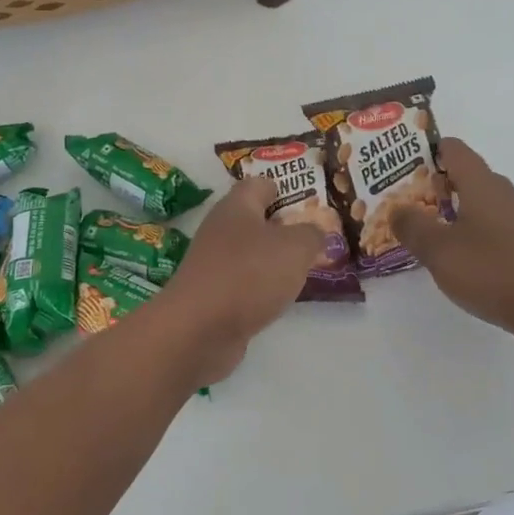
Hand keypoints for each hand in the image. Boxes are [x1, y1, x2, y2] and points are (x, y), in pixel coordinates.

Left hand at [158, 176, 324, 383]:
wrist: (198, 330)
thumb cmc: (248, 274)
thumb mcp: (295, 248)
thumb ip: (311, 235)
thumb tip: (314, 232)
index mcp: (237, 206)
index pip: (260, 184)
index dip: (285, 188)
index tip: (310, 201)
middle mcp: (221, 230)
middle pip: (255, 219)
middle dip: (284, 227)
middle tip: (316, 237)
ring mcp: (213, 264)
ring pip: (251, 253)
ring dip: (274, 260)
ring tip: (305, 268)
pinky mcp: (212, 296)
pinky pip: (244, 283)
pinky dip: (262, 287)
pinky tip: (280, 298)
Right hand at [391, 138, 513, 351]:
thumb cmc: (491, 270)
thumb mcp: (438, 250)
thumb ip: (412, 226)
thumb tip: (398, 209)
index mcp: (483, 184)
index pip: (455, 149)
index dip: (429, 152)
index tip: (405, 167)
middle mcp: (507, 194)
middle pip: (470, 177)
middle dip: (440, 187)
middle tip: (412, 205)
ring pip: (486, 205)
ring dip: (460, 214)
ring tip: (435, 236)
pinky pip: (500, 230)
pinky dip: (480, 236)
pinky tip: (467, 261)